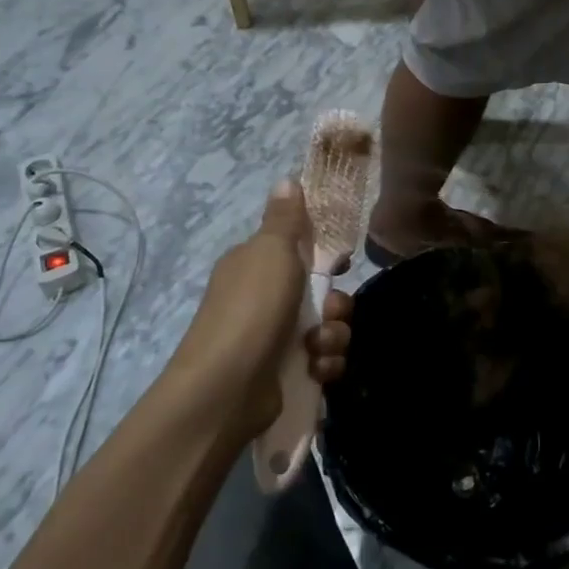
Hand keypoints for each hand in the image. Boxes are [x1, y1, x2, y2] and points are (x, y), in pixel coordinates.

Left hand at [168, 180, 354, 439]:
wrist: (226, 389)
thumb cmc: (252, 310)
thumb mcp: (272, 252)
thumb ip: (285, 219)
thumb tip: (286, 179)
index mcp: (255, 265)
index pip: (300, 249)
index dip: (326, 256)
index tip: (343, 264)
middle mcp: (263, 298)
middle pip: (322, 292)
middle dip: (337, 304)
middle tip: (330, 313)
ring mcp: (274, 338)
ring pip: (328, 327)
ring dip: (334, 337)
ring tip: (317, 348)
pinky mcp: (285, 372)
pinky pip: (323, 360)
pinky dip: (325, 365)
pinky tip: (315, 370)